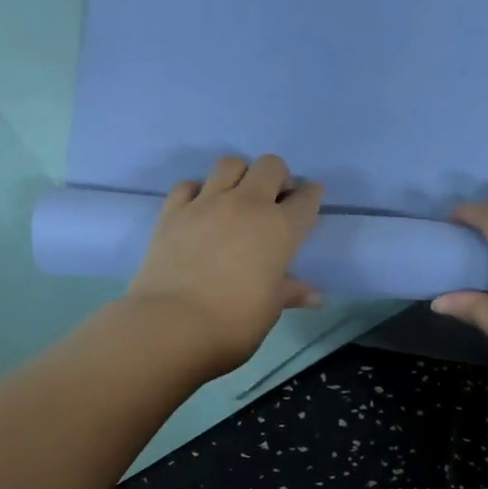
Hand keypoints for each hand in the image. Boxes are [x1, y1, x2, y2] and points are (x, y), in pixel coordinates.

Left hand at [126, 155, 323, 379]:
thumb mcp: (270, 309)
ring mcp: (207, 203)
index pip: (306, 199)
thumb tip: (315, 296)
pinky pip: (188, 185)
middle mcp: (247, 205)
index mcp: (280, 229)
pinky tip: (199, 209)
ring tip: (236, 198)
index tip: (308, 201)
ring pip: (230, 164)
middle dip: (277, 177)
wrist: (172, 325)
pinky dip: (197, 191)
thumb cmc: (233, 322)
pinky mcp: (173, 211)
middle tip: (272, 201)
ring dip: (239, 175)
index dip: (311, 196)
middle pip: (270, 166)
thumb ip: (290, 292)